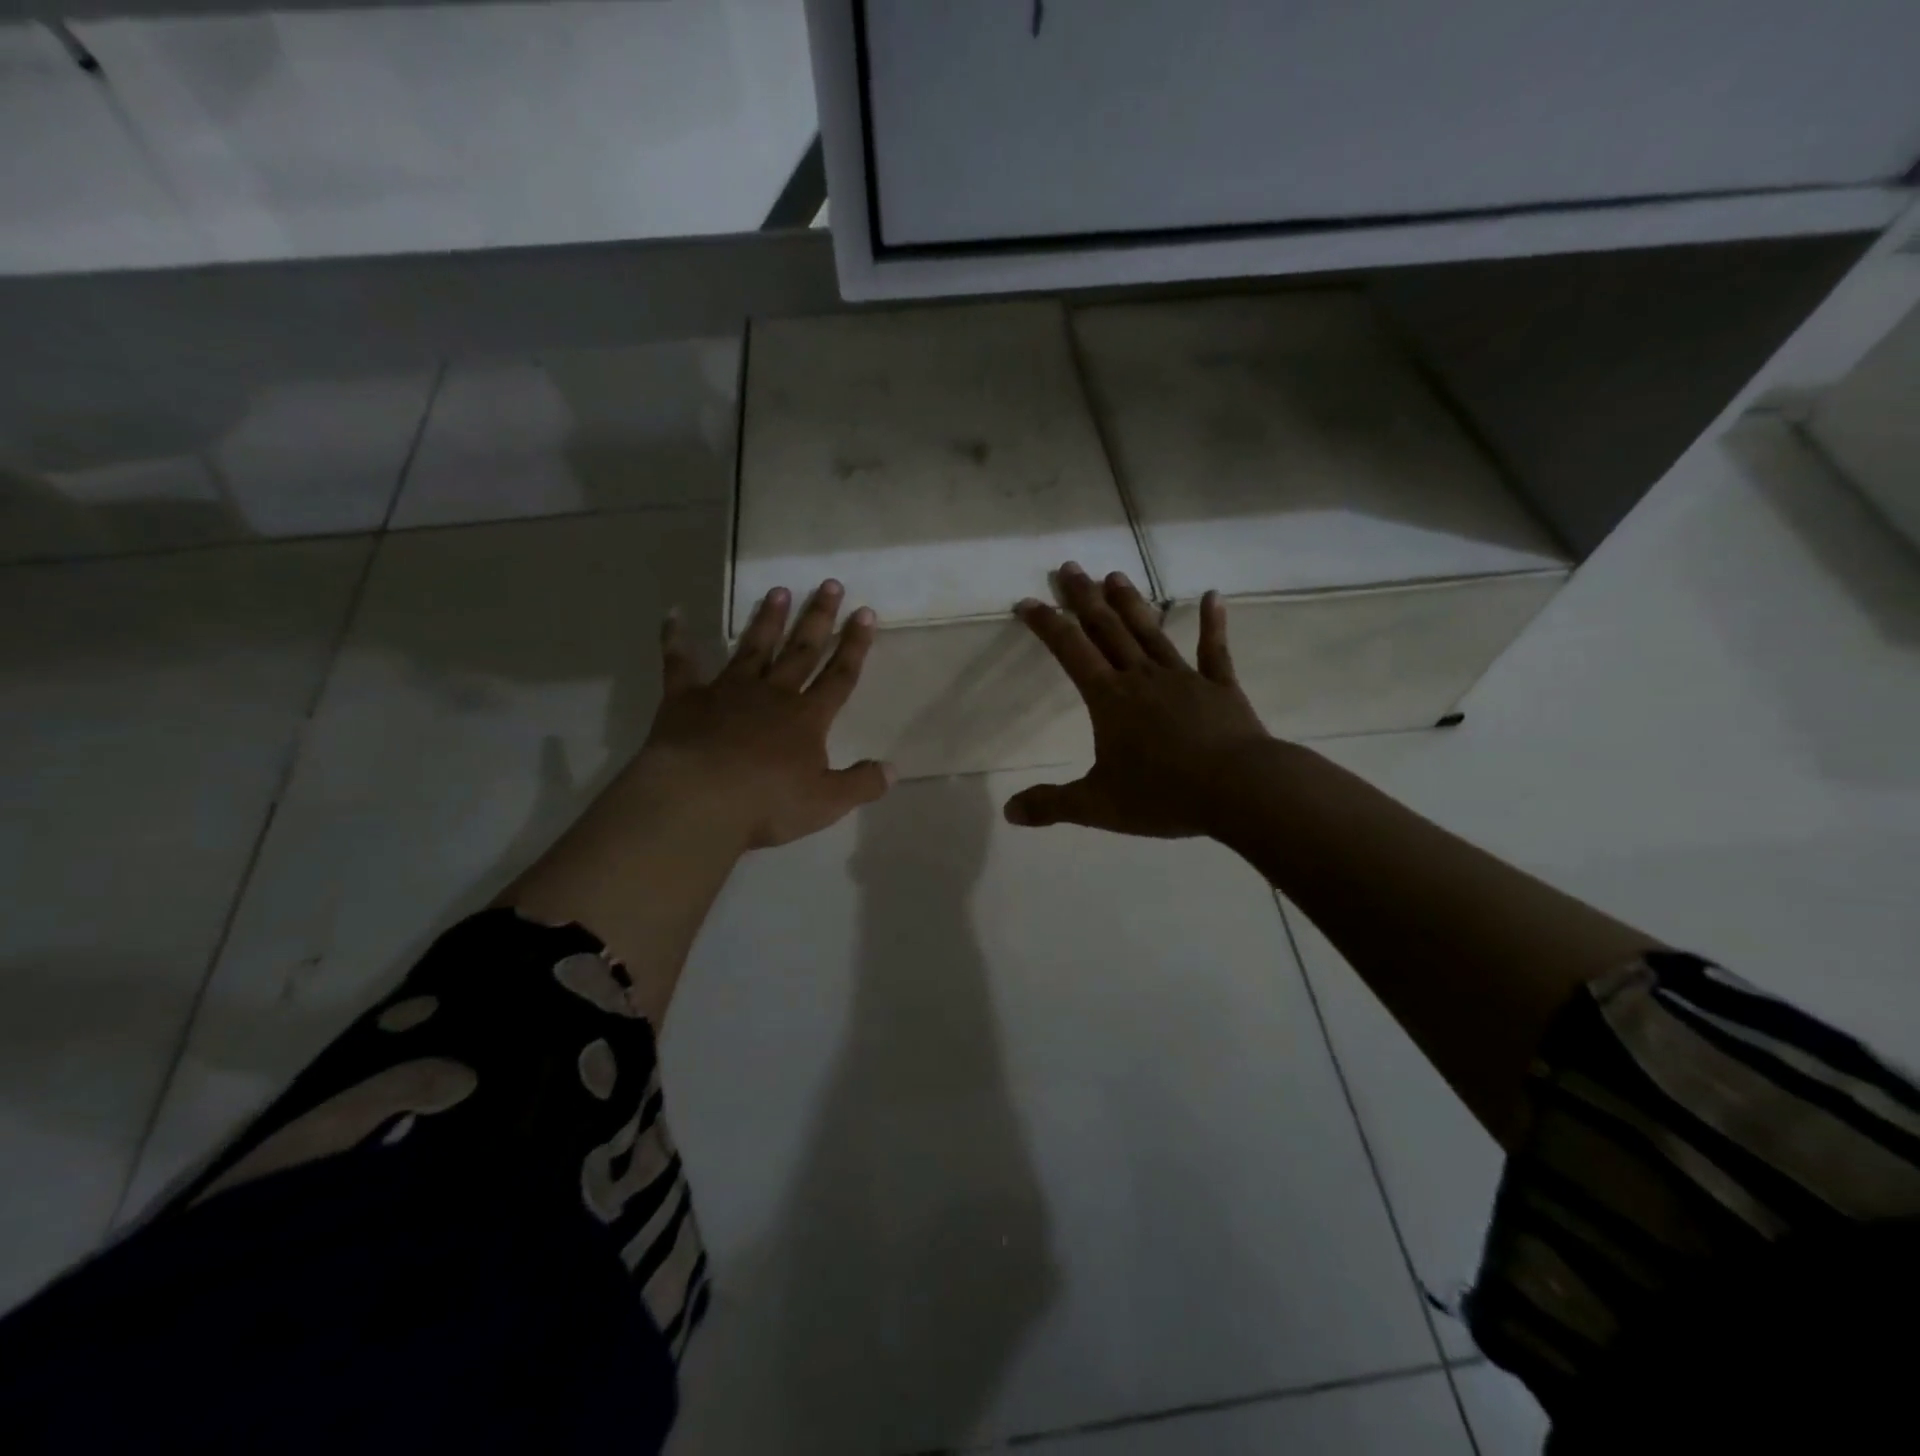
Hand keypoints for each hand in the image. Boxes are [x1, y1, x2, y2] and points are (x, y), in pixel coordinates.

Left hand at [628, 580, 892, 850]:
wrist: (699, 801)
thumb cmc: (767, 803)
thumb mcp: (826, 802)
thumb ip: (861, 784)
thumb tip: (894, 770)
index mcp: (807, 718)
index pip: (839, 676)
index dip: (854, 646)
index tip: (865, 612)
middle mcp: (772, 694)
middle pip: (801, 651)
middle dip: (818, 618)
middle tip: (830, 584)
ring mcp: (728, 692)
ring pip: (753, 648)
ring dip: (767, 620)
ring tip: (778, 590)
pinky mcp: (686, 699)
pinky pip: (680, 664)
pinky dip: (676, 640)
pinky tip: (674, 615)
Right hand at [1004, 563, 1270, 837]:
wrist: (1239, 790)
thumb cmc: (1163, 794)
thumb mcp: (1098, 806)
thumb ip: (1052, 805)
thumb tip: (1009, 812)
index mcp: (1110, 700)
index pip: (1070, 652)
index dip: (1047, 625)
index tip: (1027, 601)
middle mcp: (1142, 678)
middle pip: (1107, 630)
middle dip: (1085, 599)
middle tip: (1070, 567)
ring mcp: (1184, 678)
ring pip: (1151, 632)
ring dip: (1131, 604)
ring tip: (1115, 576)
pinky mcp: (1220, 687)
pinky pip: (1213, 651)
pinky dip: (1213, 623)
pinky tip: (1213, 596)